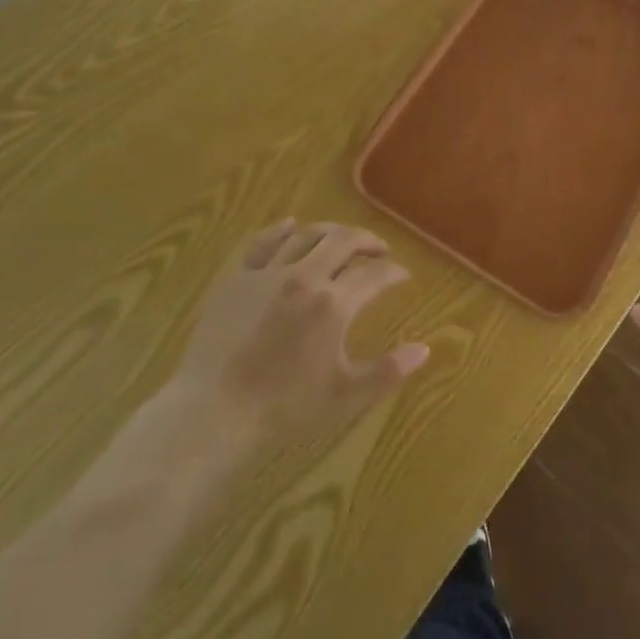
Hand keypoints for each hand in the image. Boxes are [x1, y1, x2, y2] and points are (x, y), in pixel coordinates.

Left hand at [167, 220, 429, 446]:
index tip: (402, 275)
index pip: (374, 275)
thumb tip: (425, 348)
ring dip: (330, 231)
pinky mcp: (238, 277)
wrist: (215, 413)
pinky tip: (291, 225)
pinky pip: (263, 241)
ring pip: (307, 234)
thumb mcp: (345, 395)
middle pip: (344, 241)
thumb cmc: (285, 408)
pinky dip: (281, 229)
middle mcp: (305, 276)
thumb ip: (388, 371)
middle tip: (378, 249)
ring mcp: (268, 272)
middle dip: (367, 240)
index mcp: (334, 304)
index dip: (393, 272)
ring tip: (341, 238)